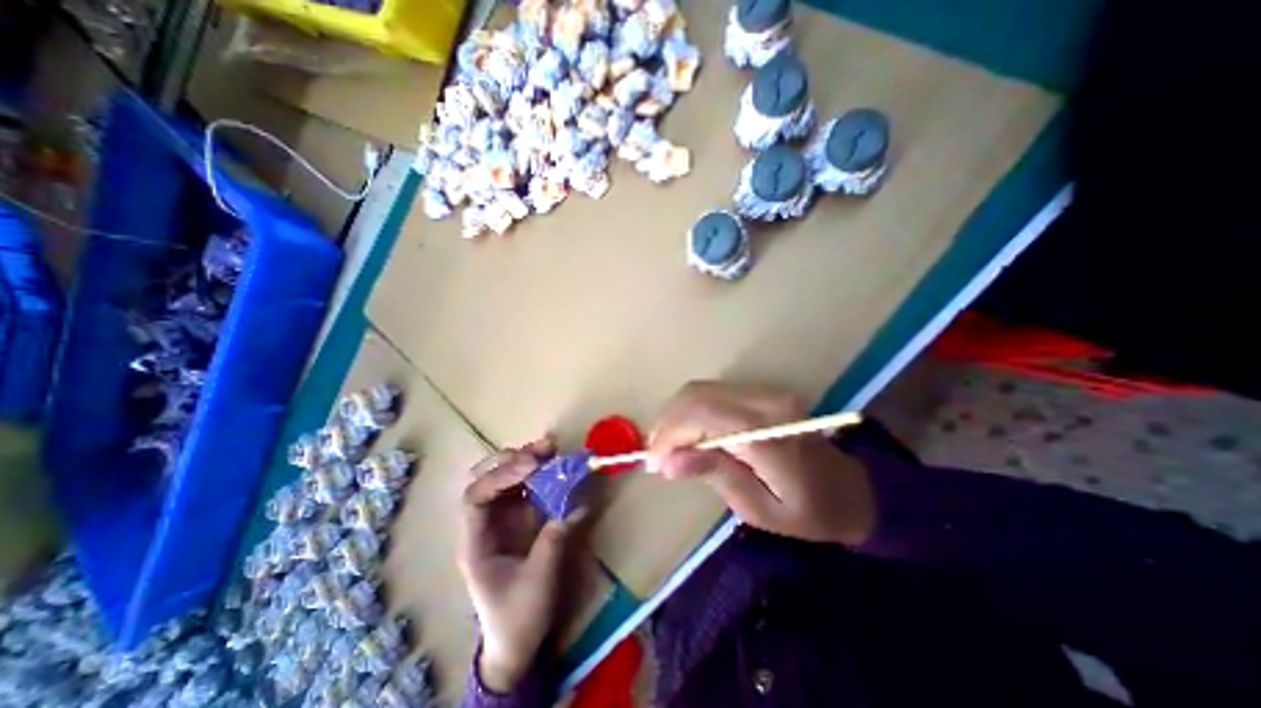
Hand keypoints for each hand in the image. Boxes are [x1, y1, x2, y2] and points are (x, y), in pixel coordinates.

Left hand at [459, 437, 573, 690]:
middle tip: (541, 451)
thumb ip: (554, 540)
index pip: (475, 497)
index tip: (532, 466)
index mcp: (475, 542)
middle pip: (483, 478)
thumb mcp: (539, 581)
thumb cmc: (518, 617)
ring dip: (525, 459)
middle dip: (511, 460)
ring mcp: (500, 517)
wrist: (516, 641)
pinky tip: (553, 463)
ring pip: (502, 476)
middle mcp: (483, 522)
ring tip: (550, 449)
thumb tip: (576, 504)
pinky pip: (523, 486)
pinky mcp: (517, 517)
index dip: (501, 476)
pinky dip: (537, 471)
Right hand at [643, 384, 874, 544]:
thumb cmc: (808, 510)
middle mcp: (765, 401)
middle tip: (657, 456)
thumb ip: (715, 475)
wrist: (848, 486)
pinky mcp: (760, 391)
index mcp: (767, 434)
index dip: (670, 435)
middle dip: (667, 424)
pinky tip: (685, 432)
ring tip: (667, 446)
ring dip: (675, 415)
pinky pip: (711, 391)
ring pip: (700, 389)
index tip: (654, 463)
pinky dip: (689, 410)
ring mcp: (764, 391)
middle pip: (697, 396)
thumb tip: (668, 461)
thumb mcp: (759, 508)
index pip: (703, 417)